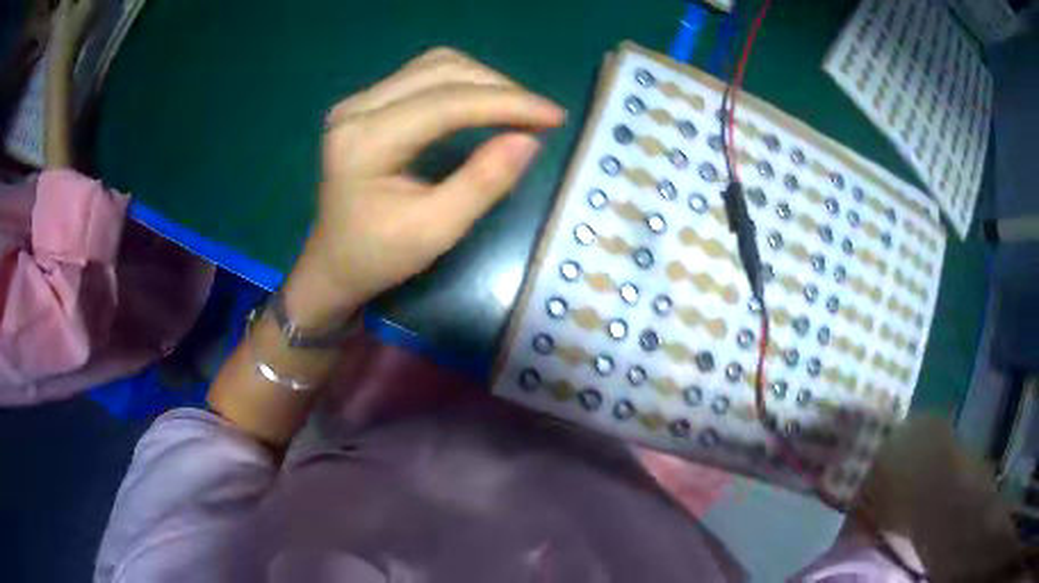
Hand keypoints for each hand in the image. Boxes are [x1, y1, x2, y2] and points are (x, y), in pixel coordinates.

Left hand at [286, 48, 564, 322]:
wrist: (334, 264)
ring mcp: (359, 101)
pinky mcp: (367, 104)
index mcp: (364, 141)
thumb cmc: (378, 257)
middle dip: (499, 89)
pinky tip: (485, 103)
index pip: (446, 102)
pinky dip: (464, 84)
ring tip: (517, 110)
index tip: (554, 116)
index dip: (507, 103)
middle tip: (540, 116)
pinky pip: (424, 75)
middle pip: (441, 71)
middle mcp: (356, 108)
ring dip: (484, 81)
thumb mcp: (435, 231)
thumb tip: (530, 139)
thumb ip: (483, 183)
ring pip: (435, 66)